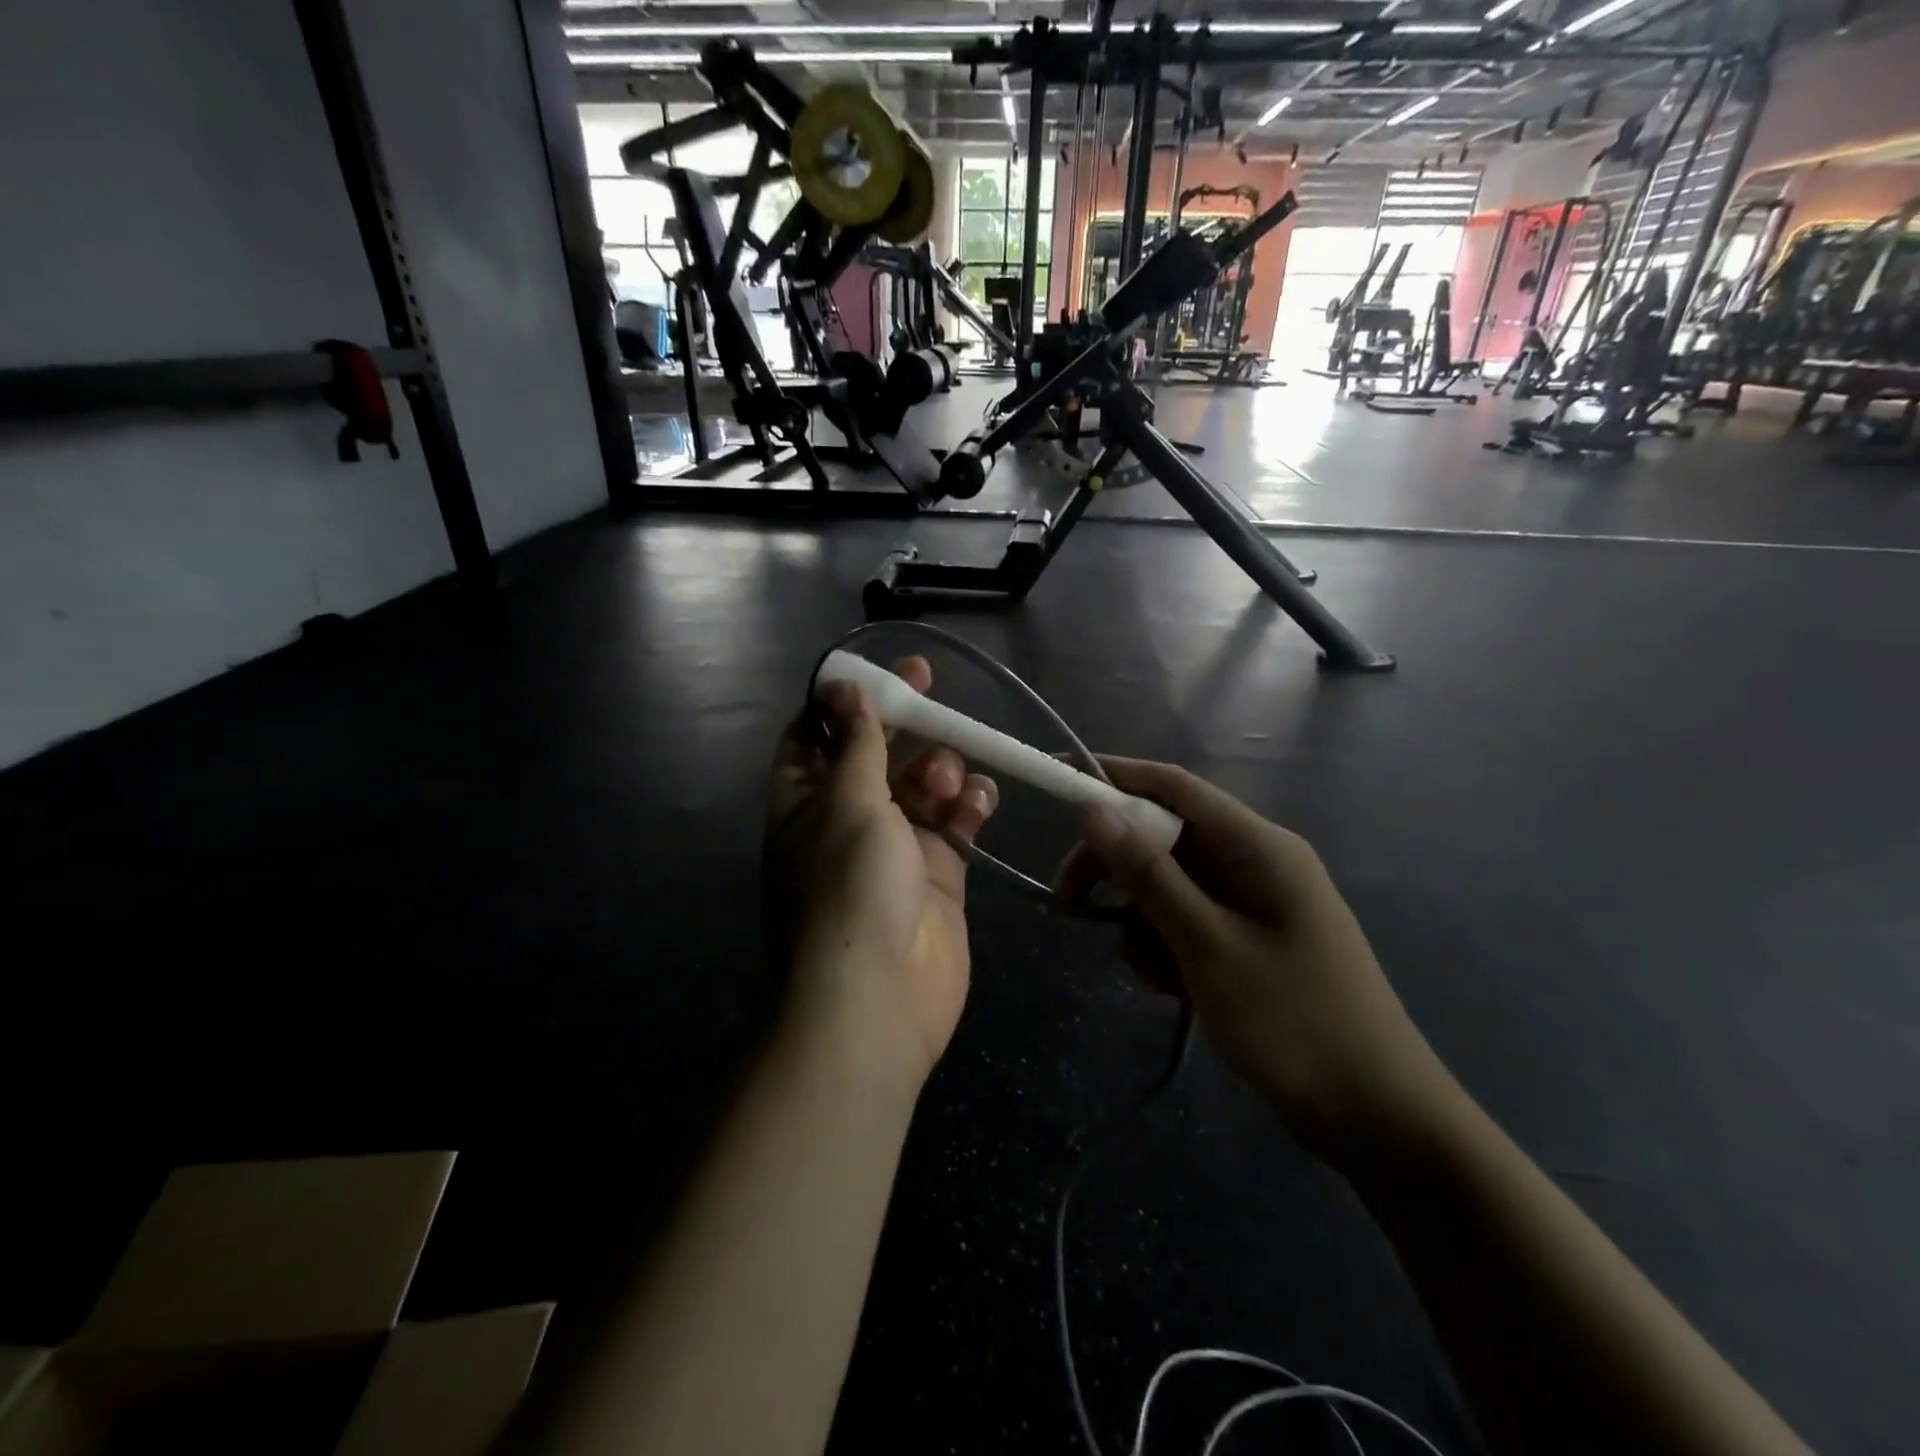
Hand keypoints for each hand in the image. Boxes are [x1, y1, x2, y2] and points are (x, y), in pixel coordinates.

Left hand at [765, 656, 998, 1086]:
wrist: (878, 1001)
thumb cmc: (849, 890)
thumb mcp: (847, 804)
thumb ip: (856, 744)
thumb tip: (843, 688)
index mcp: (805, 802)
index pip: (813, 735)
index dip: (843, 700)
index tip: (876, 671)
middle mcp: (846, 820)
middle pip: (874, 755)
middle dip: (901, 724)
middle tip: (932, 690)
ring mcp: (894, 849)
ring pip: (920, 786)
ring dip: (937, 769)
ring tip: (946, 783)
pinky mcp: (938, 874)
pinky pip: (955, 825)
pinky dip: (968, 806)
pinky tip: (980, 801)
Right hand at [1056, 759, 1455, 1167]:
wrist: (1376, 1118)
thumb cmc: (1294, 1022)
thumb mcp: (1208, 945)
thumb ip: (1149, 876)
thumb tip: (1094, 811)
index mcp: (1257, 846)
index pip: (1174, 787)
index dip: (1113, 777)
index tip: (1057, 780)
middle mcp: (1254, 862)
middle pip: (1164, 838)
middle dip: (1116, 866)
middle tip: (1069, 901)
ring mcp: (1251, 904)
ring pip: (1169, 885)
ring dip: (1143, 920)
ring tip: (1154, 974)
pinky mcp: (1246, 941)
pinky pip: (1186, 922)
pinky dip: (1166, 947)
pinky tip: (1172, 988)